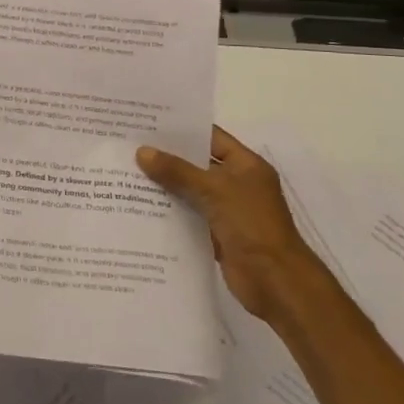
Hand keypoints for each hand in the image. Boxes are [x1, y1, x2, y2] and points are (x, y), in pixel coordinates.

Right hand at [136, 125, 317, 320]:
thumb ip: (177, 171)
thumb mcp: (214, 190)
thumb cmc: (251, 224)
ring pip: (190, 190)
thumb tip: (142, 152)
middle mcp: (237, 183)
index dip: (182, 129)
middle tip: (130, 145)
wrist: (275, 281)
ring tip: (128, 172)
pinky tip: (140, 205)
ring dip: (165, 185)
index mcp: (245, 165)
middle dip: (167, 157)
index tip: (148, 122)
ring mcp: (227, 210)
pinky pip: (189, 215)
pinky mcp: (217, 233)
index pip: (211, 137)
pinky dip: (170, 211)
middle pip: (197, 163)